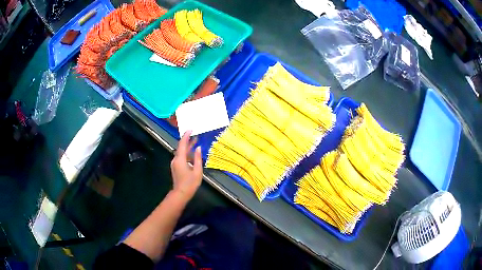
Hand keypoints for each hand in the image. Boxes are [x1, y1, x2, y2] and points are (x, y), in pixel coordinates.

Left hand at [170, 130, 202, 200]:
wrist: (181, 193)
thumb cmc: (190, 183)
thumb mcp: (197, 171)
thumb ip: (197, 158)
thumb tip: (198, 148)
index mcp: (180, 159)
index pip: (182, 144)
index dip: (186, 136)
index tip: (190, 129)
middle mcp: (176, 159)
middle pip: (181, 147)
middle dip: (188, 140)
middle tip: (195, 135)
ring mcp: (175, 163)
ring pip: (181, 152)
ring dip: (188, 147)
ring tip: (195, 142)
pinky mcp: (176, 167)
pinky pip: (181, 157)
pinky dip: (186, 153)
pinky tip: (192, 154)